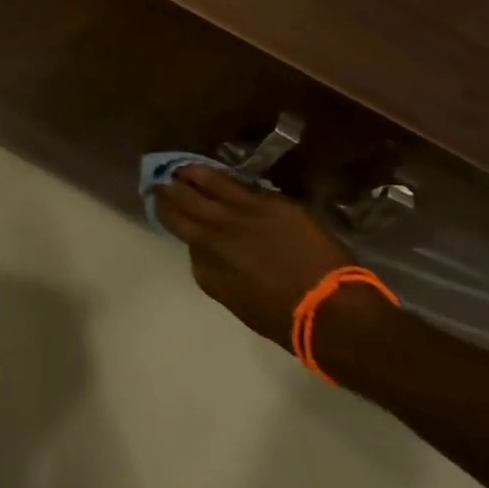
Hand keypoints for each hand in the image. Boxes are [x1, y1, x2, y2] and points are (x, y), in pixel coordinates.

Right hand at [153, 166, 377, 349]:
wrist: (329, 309)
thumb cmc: (283, 318)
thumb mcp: (234, 299)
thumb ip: (213, 270)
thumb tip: (205, 251)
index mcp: (205, 264)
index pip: (178, 231)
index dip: (168, 216)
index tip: (164, 208)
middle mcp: (214, 233)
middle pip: (182, 203)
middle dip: (167, 192)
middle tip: (159, 182)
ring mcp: (240, 213)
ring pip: (204, 183)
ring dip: (188, 174)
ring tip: (181, 169)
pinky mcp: (266, 201)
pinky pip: (235, 182)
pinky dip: (217, 175)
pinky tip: (212, 171)